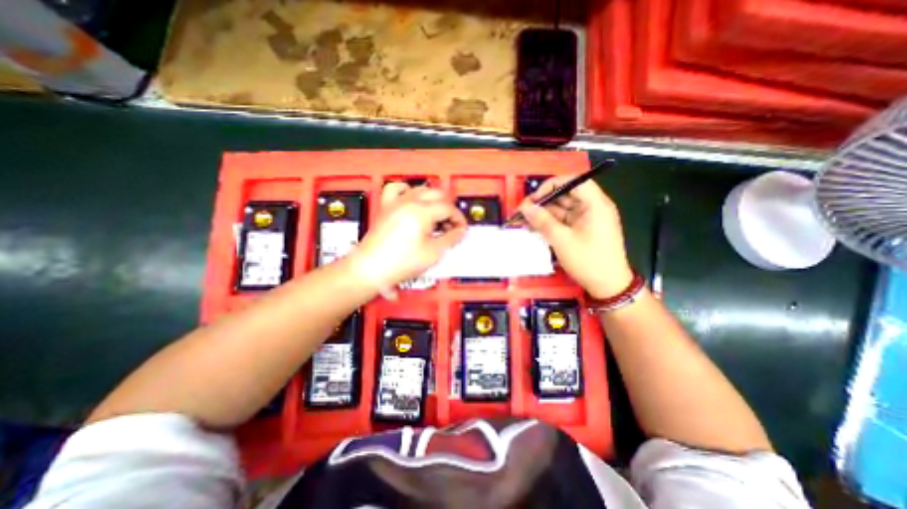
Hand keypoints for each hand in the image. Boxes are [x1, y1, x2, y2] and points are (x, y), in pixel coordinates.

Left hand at [351, 185, 467, 291]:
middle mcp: (409, 201)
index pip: (448, 208)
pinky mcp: (386, 207)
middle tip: (451, 224)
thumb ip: (451, 238)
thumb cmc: (400, 263)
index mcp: (421, 212)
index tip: (461, 230)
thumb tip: (460, 231)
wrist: (371, 269)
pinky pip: (397, 189)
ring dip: (433, 200)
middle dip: (448, 208)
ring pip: (420, 189)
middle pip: (437, 195)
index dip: (458, 219)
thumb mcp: (433, 253)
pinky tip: (412, 199)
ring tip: (436, 216)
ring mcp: (395, 203)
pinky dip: (408, 191)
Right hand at [517, 177, 632, 300]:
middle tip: (523, 211)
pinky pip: (564, 220)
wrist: (608, 286)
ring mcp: (587, 218)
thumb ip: (542, 221)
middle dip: (544, 202)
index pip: (573, 181)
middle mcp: (593, 207)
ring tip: (525, 221)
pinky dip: (550, 223)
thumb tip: (525, 208)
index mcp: (595, 204)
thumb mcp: (562, 241)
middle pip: (566, 195)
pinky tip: (535, 227)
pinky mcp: (582, 229)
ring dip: (544, 214)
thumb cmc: (588, 261)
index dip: (552, 185)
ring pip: (562, 208)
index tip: (534, 198)